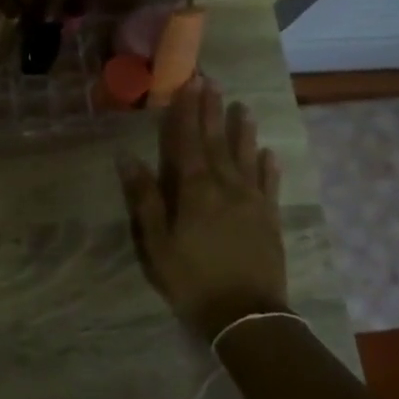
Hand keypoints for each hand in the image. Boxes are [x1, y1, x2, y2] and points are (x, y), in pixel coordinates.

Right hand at [117, 78, 290, 343]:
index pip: (188, 142)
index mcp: (195, 191)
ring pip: (247, 158)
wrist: (246, 316)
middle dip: (213, 111)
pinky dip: (269, 167)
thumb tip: (128, 158)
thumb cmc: (192, 280)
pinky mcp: (270, 219)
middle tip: (213, 82)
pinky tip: (270, 153)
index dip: (187, 112)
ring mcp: (253, 202)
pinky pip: (270, 185)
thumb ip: (145, 199)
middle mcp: (227, 187)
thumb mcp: (157, 244)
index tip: (189, 84)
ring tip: (244, 107)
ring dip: (244, 131)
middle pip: (218, 143)